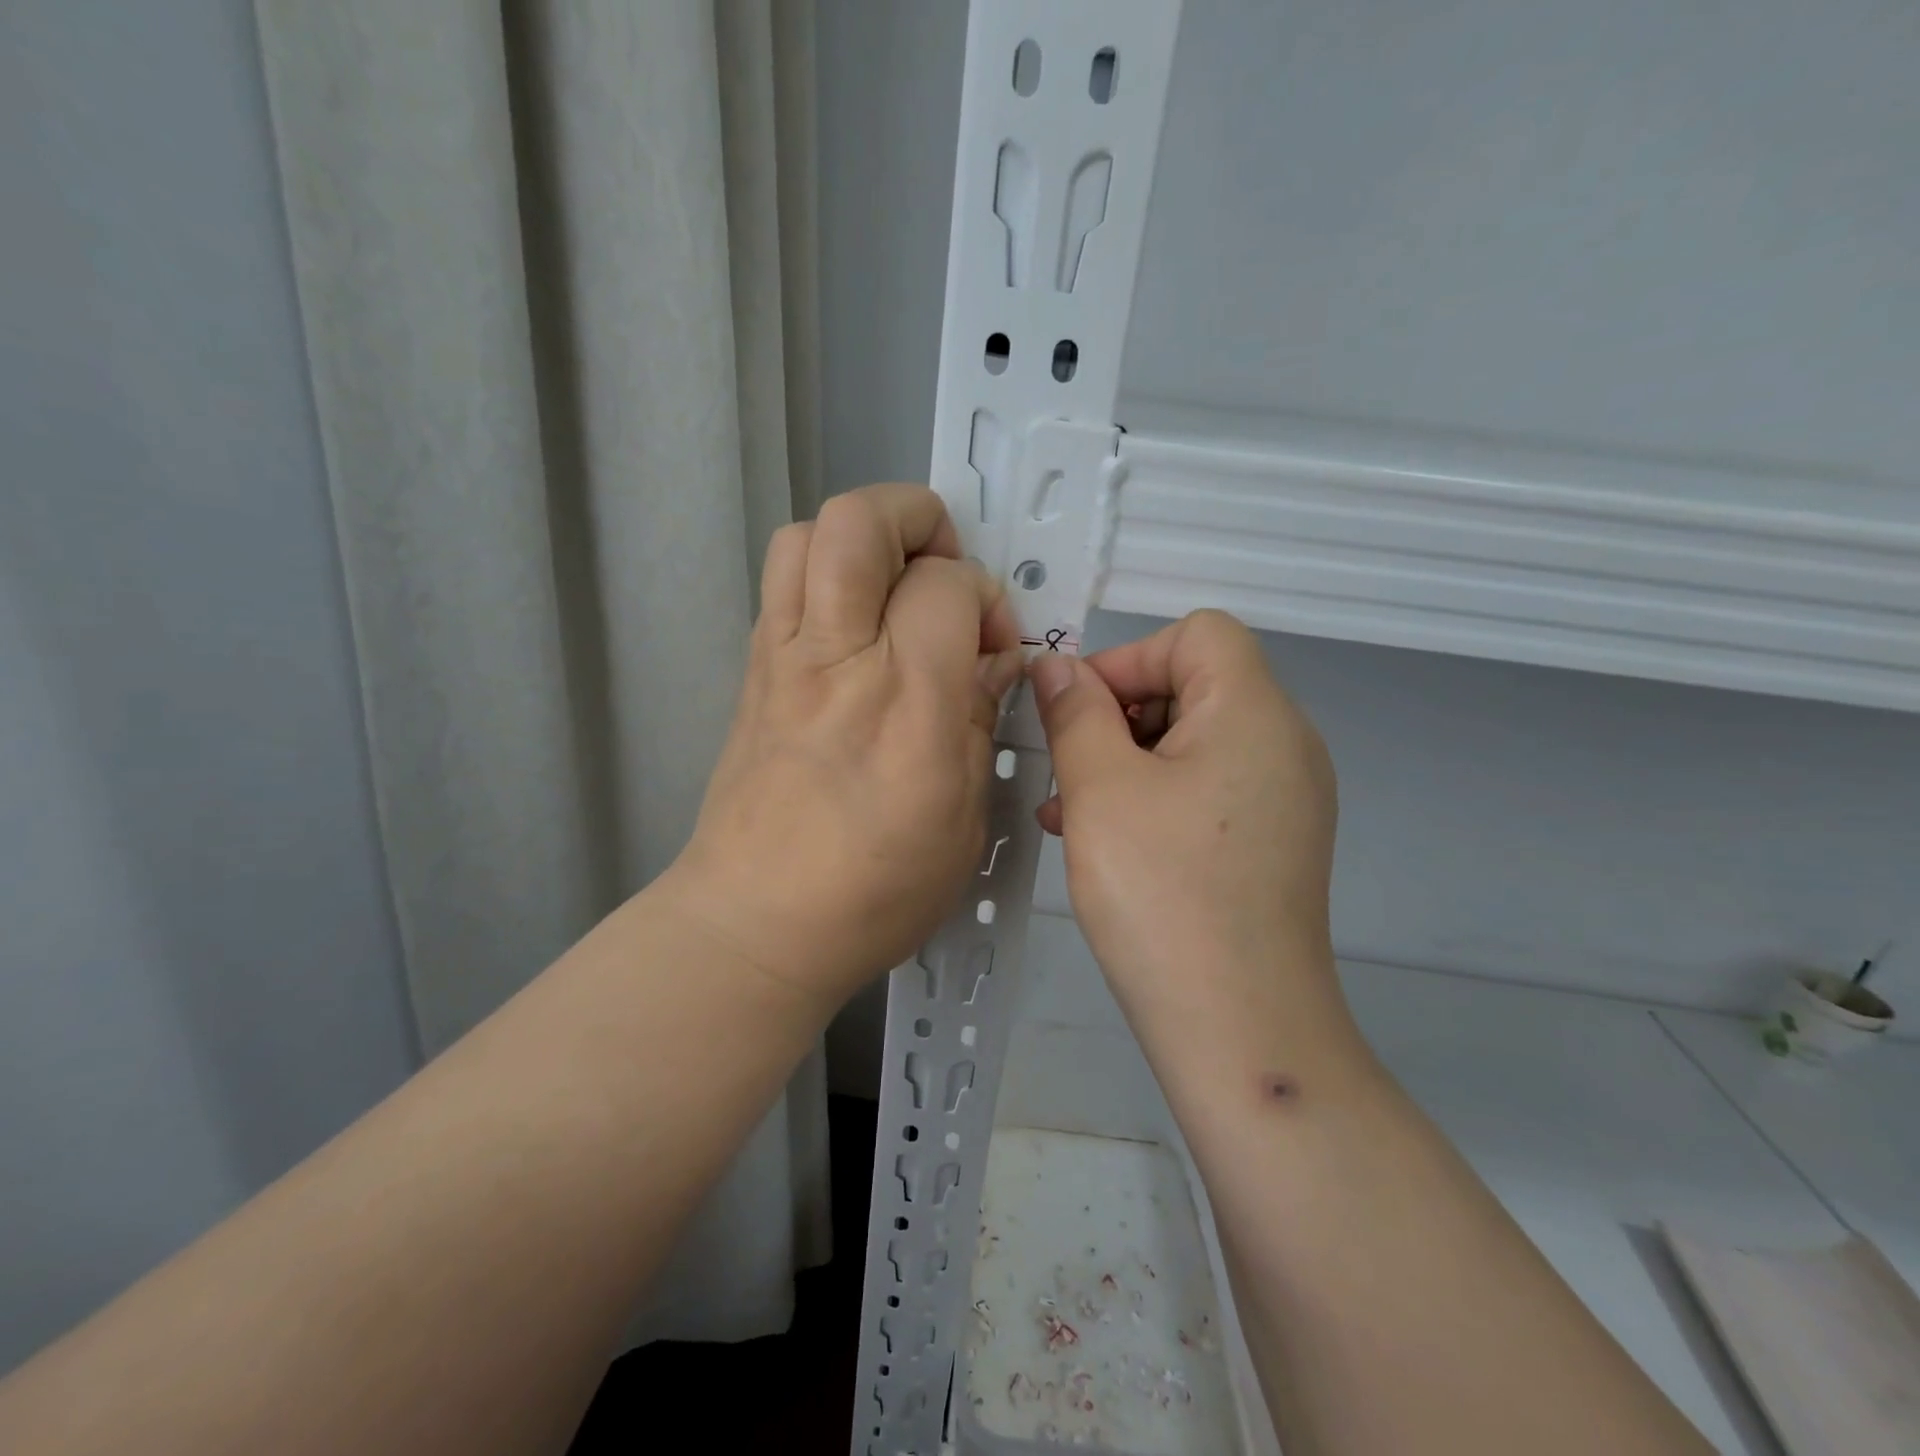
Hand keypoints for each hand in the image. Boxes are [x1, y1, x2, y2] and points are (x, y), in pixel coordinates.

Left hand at [666, 484, 1023, 1010]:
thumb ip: (980, 717)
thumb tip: (994, 656)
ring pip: (806, 535)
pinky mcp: (752, 673)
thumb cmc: (874, 889)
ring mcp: (782, 660)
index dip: (984, 597)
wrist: (755, 925)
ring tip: (894, 589)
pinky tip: (856, 633)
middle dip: (915, 517)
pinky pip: (783, 585)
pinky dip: (826, 578)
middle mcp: (837, 661)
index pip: (948, 584)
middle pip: (858, 522)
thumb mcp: (964, 816)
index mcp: (906, 703)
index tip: (992, 645)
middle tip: (942, 571)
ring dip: (861, 538)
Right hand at [1030, 610, 1347, 1053]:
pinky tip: (1102, 839)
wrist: (1241, 1028)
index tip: (1077, 713)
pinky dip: (1153, 796)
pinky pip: (1205, 789)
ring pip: (1191, 743)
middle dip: (1118, 716)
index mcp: (1254, 713)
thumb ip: (1076, 713)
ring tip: (1067, 812)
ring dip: (1125, 761)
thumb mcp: (1100, 790)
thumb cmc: (1162, 893)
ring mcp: (1284, 797)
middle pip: (1193, 686)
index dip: (1128, 658)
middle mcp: (1284, 744)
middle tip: (1066, 769)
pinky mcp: (1272, 841)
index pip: (1196, 634)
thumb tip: (1058, 666)